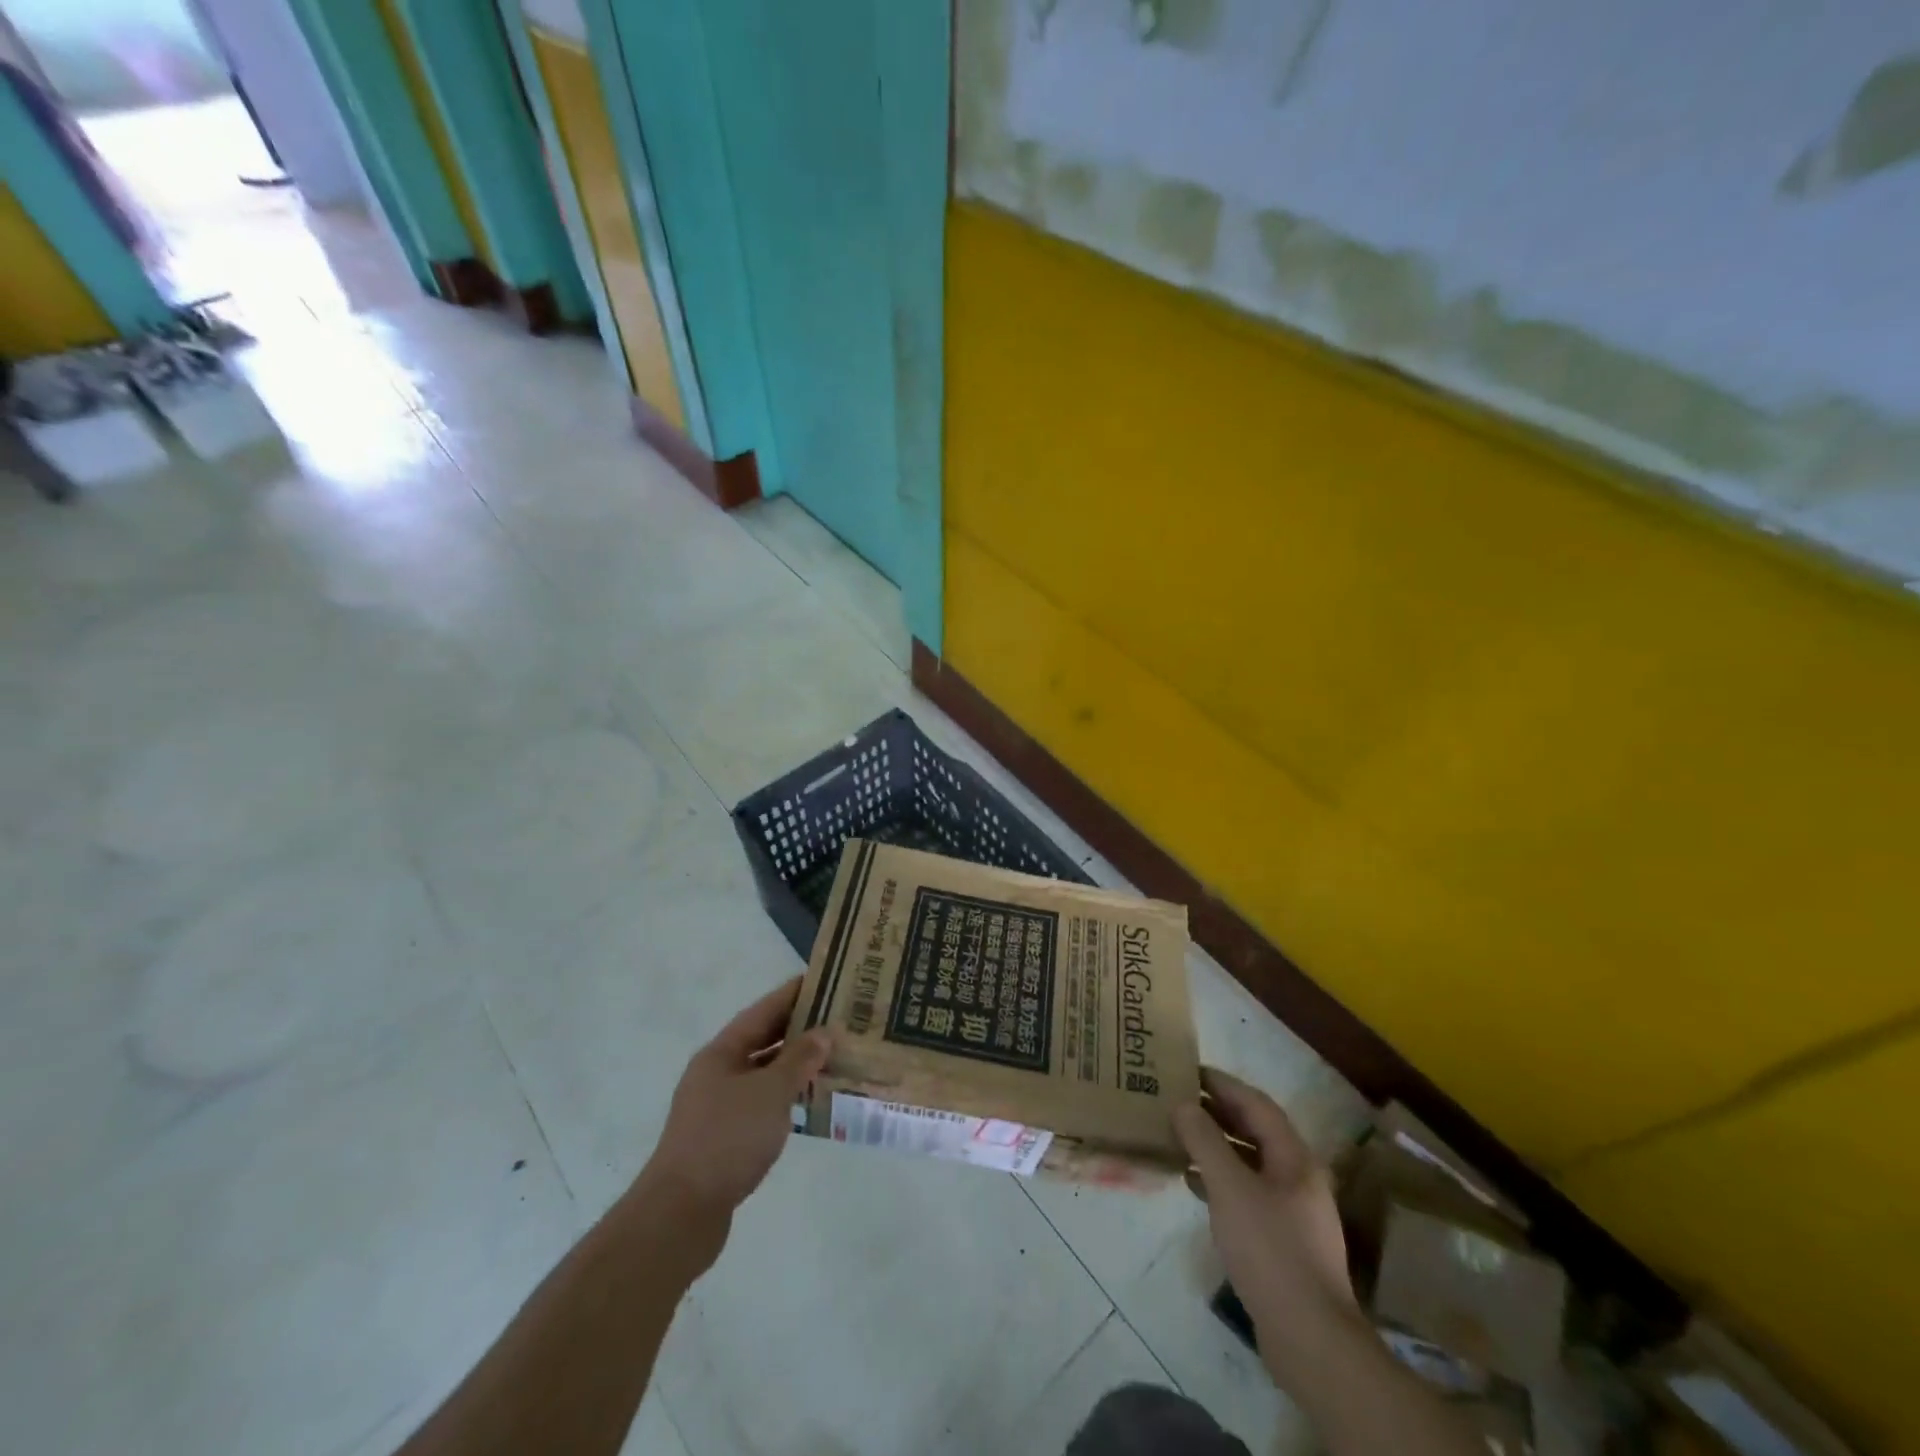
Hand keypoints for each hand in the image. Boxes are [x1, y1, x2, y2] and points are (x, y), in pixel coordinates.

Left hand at [638, 978, 830, 1255]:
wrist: (681, 1213)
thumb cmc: (727, 1139)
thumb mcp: (770, 1093)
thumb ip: (799, 1060)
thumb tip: (823, 1033)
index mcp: (721, 1053)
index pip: (762, 1012)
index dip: (792, 995)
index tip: (824, 980)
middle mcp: (716, 1073)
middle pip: (762, 1041)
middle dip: (798, 1030)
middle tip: (837, 1019)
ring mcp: (718, 1107)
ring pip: (763, 1074)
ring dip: (795, 1066)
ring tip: (833, 1057)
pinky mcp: (724, 1138)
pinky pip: (762, 1104)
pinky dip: (786, 1097)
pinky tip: (811, 1102)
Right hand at [1174, 1069, 1358, 1377]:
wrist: (1309, 1337)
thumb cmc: (1270, 1249)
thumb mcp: (1229, 1187)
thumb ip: (1204, 1141)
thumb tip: (1182, 1105)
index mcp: (1294, 1157)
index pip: (1256, 1104)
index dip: (1222, 1084)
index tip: (1188, 1071)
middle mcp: (1297, 1176)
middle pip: (1254, 1131)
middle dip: (1216, 1112)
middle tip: (1177, 1099)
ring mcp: (1292, 1210)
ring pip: (1249, 1162)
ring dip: (1215, 1146)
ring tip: (1178, 1136)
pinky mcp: (1282, 1239)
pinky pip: (1246, 1192)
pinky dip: (1219, 1179)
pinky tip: (1193, 1184)